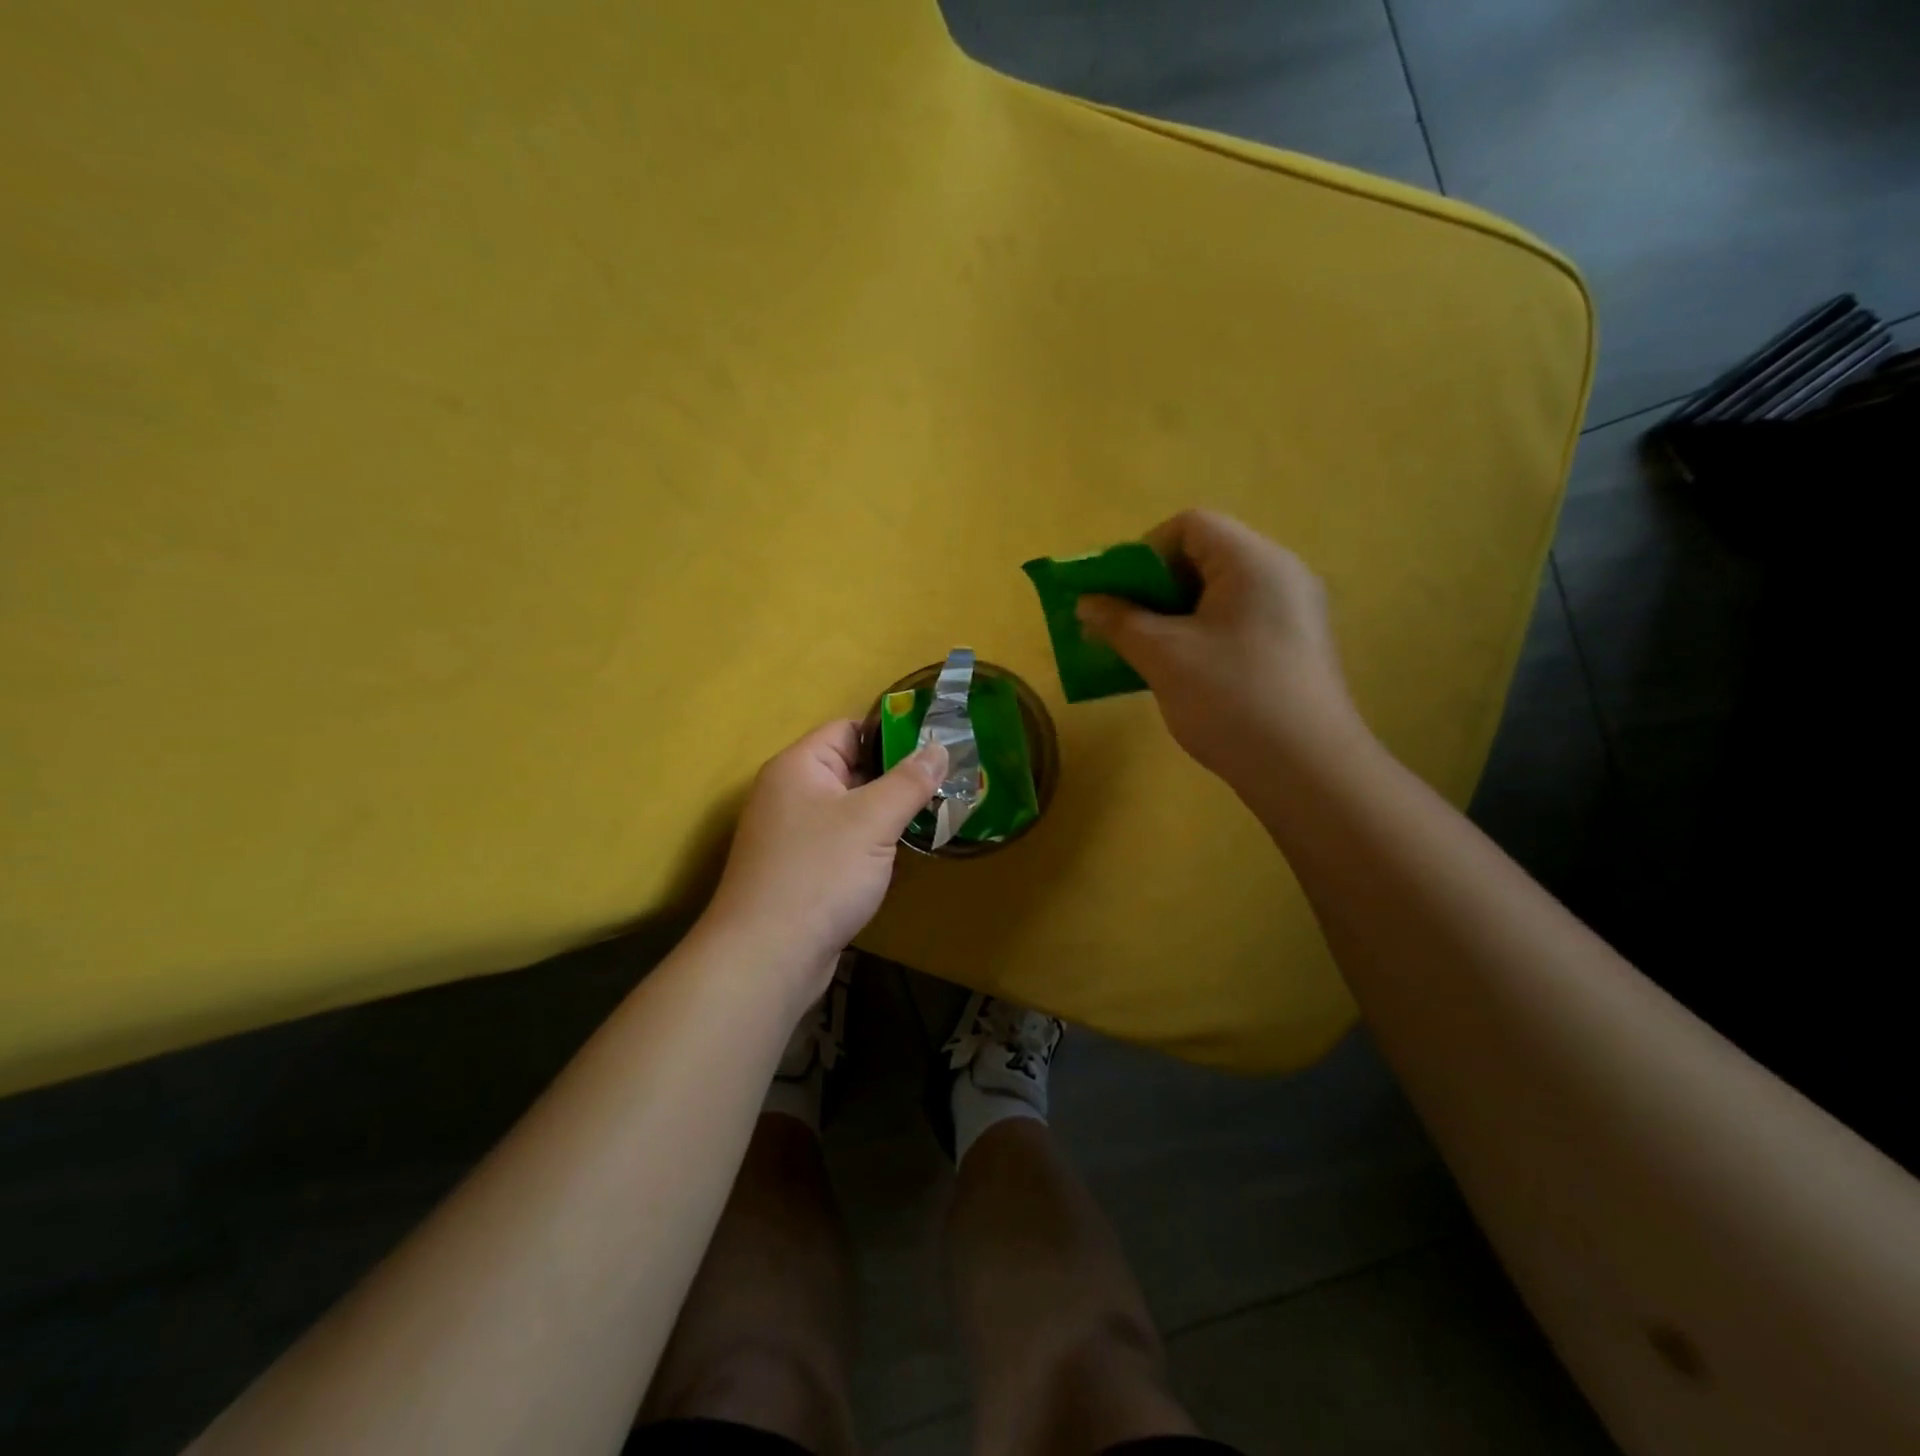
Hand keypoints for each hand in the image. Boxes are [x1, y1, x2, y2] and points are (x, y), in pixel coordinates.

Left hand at [704, 720, 947, 992]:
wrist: (768, 957)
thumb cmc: (820, 873)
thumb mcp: (874, 820)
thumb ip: (910, 781)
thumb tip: (939, 748)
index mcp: (799, 767)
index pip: (849, 729)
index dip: (892, 733)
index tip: (937, 744)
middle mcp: (790, 793)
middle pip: (851, 768)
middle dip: (898, 775)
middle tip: (948, 781)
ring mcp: (793, 834)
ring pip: (850, 809)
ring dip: (888, 812)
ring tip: (937, 813)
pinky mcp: (801, 870)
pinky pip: (843, 841)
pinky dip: (872, 842)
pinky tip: (903, 852)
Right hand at [1077, 509, 1364, 784]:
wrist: (1306, 771)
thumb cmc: (1230, 699)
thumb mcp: (1163, 656)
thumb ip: (1119, 622)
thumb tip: (1087, 603)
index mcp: (1253, 561)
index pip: (1190, 525)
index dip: (1143, 552)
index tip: (1117, 595)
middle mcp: (1281, 574)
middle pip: (1205, 557)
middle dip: (1154, 588)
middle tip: (1122, 625)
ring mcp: (1293, 612)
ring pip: (1219, 594)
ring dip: (1173, 615)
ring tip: (1144, 653)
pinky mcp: (1295, 647)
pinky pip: (1237, 622)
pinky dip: (1201, 635)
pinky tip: (1181, 673)